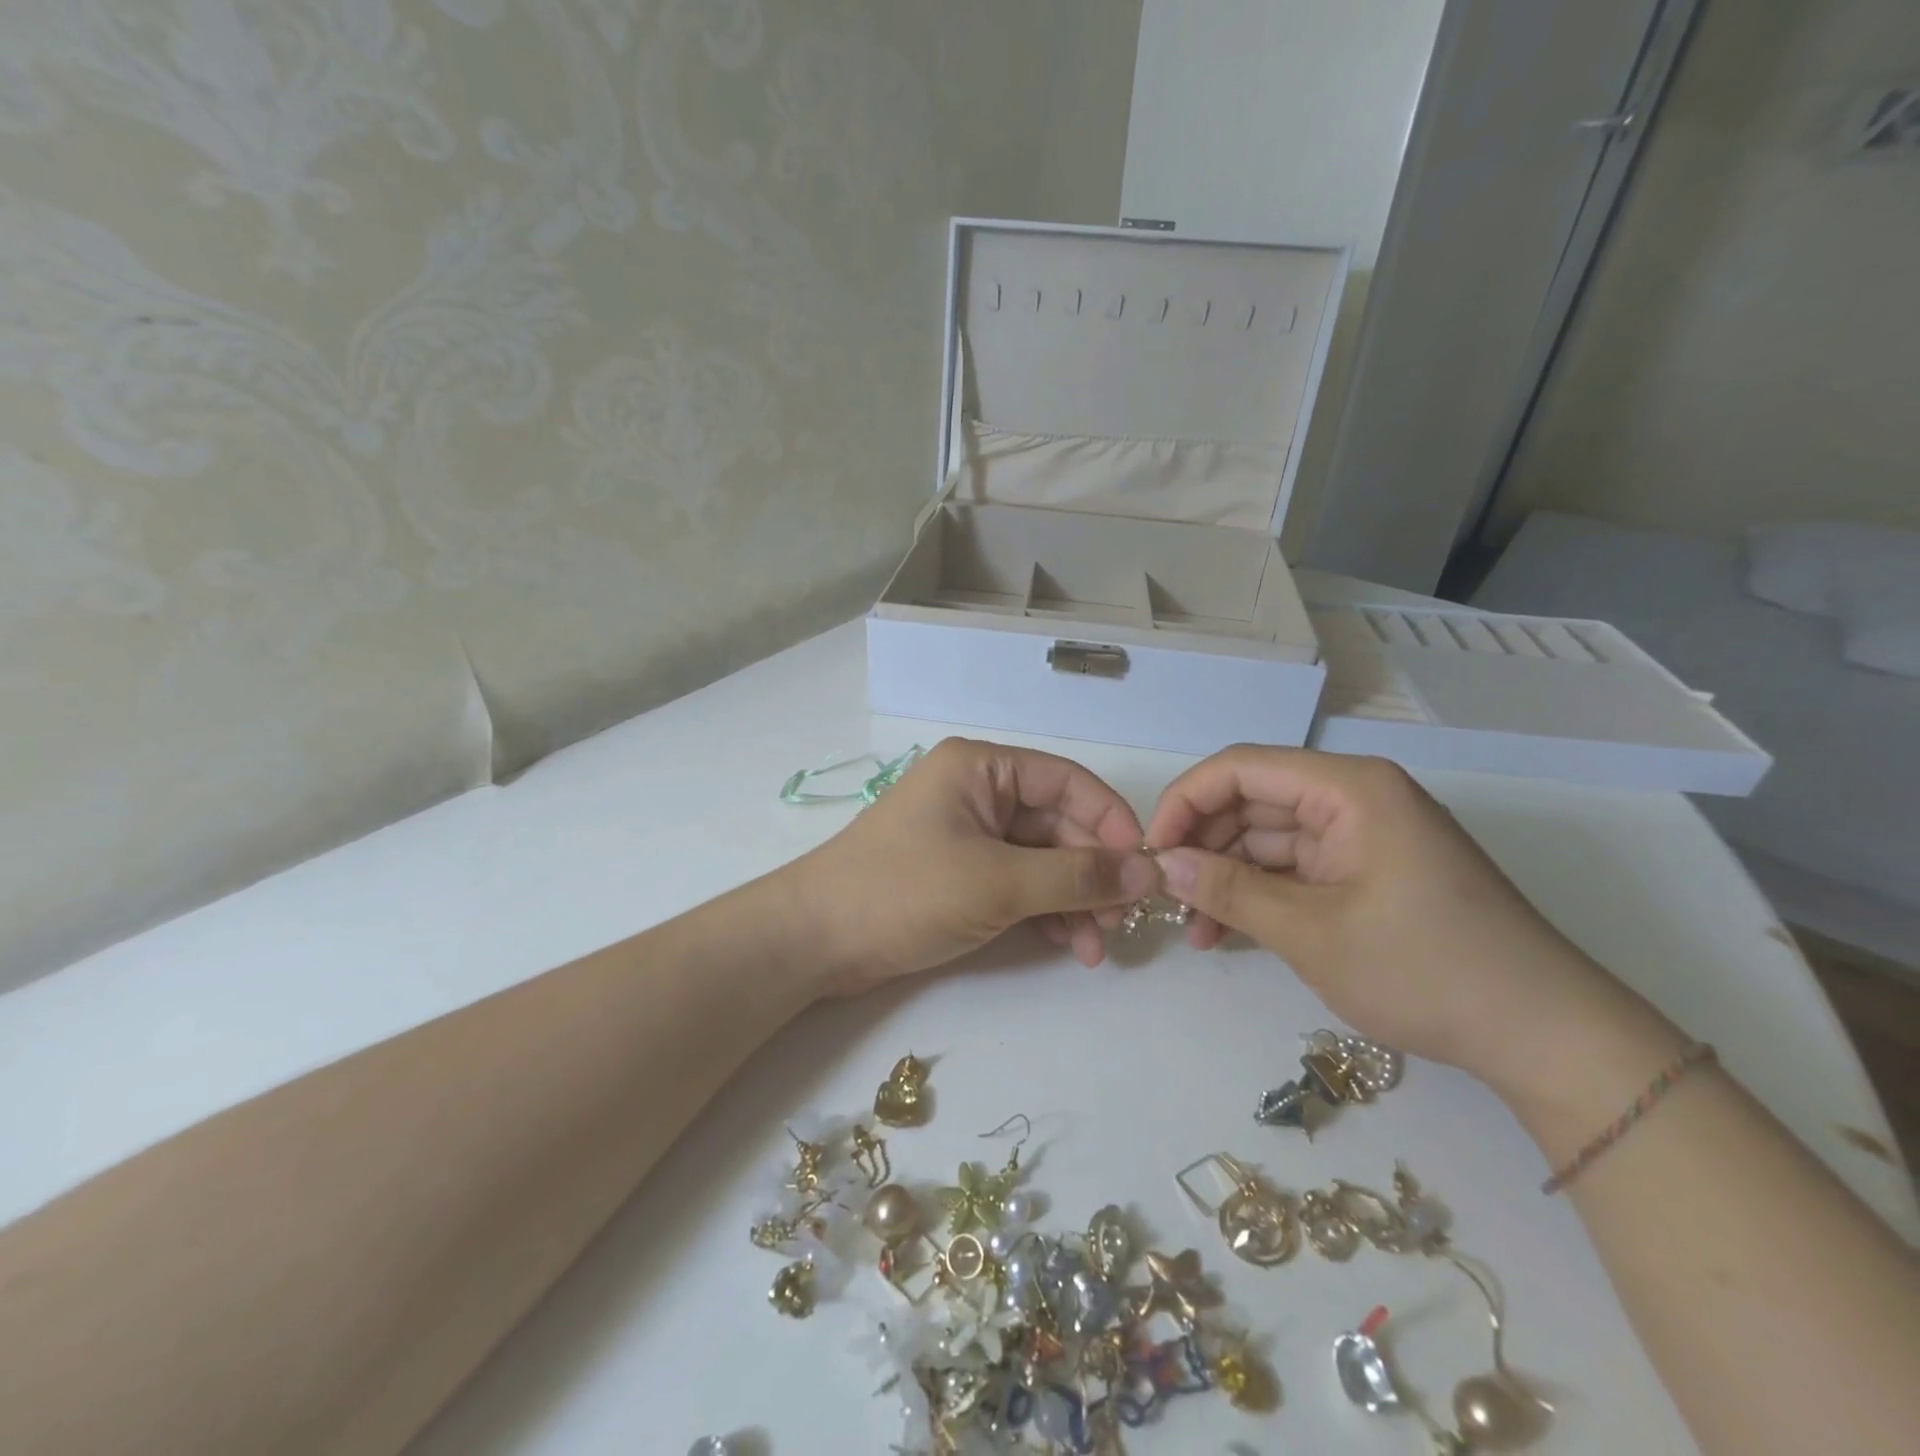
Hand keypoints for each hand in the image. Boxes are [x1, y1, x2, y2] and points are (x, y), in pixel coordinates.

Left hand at [793, 738, 1155, 992]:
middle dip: (1092, 875)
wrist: (816, 941)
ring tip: (1095, 948)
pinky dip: (1045, 911)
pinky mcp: (961, 874)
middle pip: (1059, 824)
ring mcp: (969, 835)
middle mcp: (979, 792)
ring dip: (1073, 900)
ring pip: (1042, 859)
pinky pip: (1019, 883)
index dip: (1112, 823)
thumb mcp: (998, 882)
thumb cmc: (904, 892)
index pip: (1068, 782)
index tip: (1144, 871)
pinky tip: (1068, 945)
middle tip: (1119, 926)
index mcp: (982, 768)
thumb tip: (1148, 873)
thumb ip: (1076, 876)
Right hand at [1145, 745, 1623, 1080]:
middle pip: (1251, 802)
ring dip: (1225, 878)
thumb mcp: (1311, 932)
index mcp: (1348, 788)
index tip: (1152, 851)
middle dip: (1203, 847)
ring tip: (1194, 929)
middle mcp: (1352, 797)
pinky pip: (1293, 868)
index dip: (1186, 802)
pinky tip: (1227, 931)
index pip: (1241, 768)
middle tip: (1167, 899)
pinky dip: (1258, 895)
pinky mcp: (1365, 871)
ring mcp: (1360, 836)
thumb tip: (1161, 864)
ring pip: (1266, 839)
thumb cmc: (1425, 969)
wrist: (1543, 1036)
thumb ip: (1228, 890)